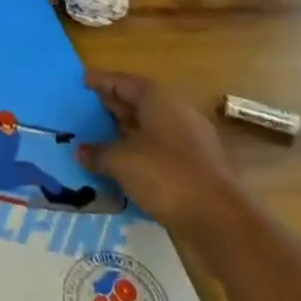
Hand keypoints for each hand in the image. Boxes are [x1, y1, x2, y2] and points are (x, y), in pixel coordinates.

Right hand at [78, 70, 239, 229]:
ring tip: (99, 140)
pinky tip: (124, 167)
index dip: (100, 81)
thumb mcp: (122, 161)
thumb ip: (98, 153)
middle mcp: (175, 111)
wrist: (219, 219)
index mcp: (157, 98)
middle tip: (86, 112)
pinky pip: (160, 150)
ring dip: (125, 133)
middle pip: (137, 102)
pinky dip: (140, 153)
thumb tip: (80, 151)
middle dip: (112, 107)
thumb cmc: (165, 175)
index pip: (122, 82)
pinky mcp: (196, 166)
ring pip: (149, 128)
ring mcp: (189, 139)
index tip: (81, 82)